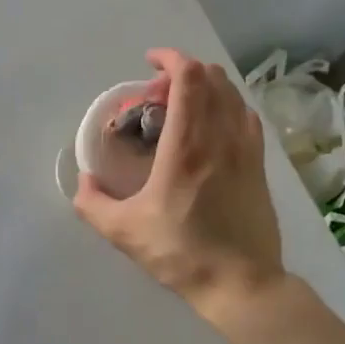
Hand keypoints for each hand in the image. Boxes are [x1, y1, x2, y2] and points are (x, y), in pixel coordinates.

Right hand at [73, 49, 285, 328]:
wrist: (241, 284)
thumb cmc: (181, 253)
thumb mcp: (123, 232)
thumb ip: (93, 203)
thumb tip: (84, 180)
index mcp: (187, 146)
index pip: (189, 79)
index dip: (171, 59)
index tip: (150, 63)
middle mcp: (221, 138)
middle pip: (213, 78)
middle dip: (185, 71)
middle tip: (160, 93)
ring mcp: (246, 150)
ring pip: (233, 94)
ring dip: (208, 86)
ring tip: (185, 106)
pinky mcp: (260, 166)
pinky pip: (247, 117)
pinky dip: (228, 106)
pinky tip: (214, 127)